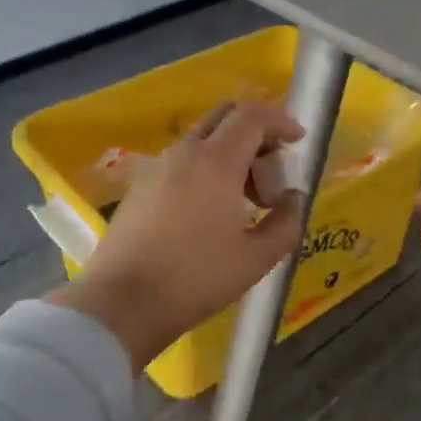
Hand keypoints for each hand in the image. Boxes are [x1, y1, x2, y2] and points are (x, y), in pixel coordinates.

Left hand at [47, 102, 304, 373]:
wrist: (122, 304)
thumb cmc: (196, 279)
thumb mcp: (257, 258)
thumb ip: (286, 222)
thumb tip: (292, 198)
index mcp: (216, 161)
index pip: (252, 116)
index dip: (281, 122)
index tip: (298, 141)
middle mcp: (184, 152)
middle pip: (224, 117)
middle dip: (255, 132)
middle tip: (272, 167)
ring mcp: (156, 167)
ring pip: (201, 140)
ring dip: (230, 153)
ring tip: (245, 198)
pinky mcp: (139, 187)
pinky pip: (181, 162)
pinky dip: (205, 169)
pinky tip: (210, 210)